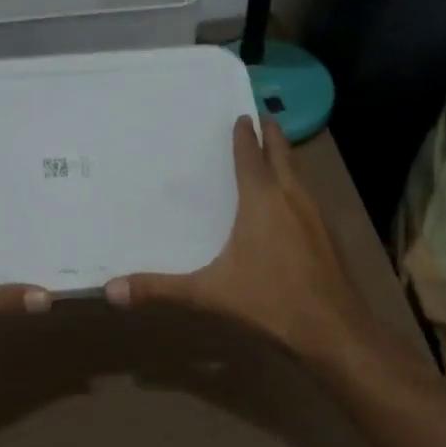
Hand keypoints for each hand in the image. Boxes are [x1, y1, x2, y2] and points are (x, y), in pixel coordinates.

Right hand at [104, 115, 373, 370]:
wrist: (334, 331)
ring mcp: (317, 217)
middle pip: (282, 155)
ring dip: (287, 160)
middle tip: (264, 117)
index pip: (251, 157)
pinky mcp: (329, 237)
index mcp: (262, 201)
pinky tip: (293, 204)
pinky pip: (310, 198)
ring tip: (276, 153)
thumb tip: (110, 290)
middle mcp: (292, 199)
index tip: (241, 115)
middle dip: (272, 135)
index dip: (244, 136)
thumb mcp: (208, 295)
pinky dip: (298, 186)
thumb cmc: (270, 302)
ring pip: (300, 175)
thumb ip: (160, 289)